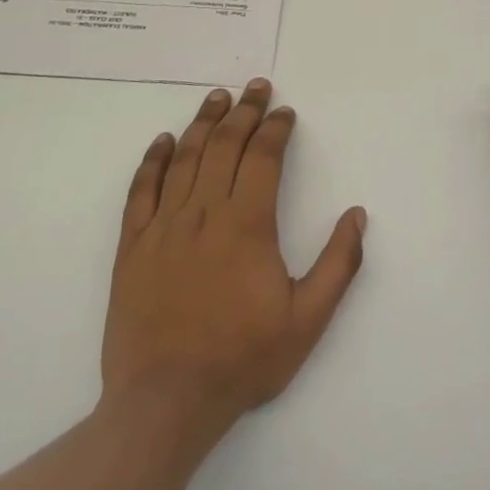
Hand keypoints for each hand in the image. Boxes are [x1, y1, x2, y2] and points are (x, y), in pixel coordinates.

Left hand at [101, 79, 365, 440]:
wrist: (165, 402)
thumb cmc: (243, 359)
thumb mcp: (308, 319)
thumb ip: (338, 264)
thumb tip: (357, 214)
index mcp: (247, 225)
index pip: (262, 158)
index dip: (275, 129)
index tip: (285, 112)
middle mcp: (204, 214)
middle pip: (224, 147)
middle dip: (244, 112)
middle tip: (256, 87)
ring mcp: (163, 228)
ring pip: (184, 159)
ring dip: (203, 123)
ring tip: (217, 98)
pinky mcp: (133, 247)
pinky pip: (141, 191)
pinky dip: (152, 161)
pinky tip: (163, 142)